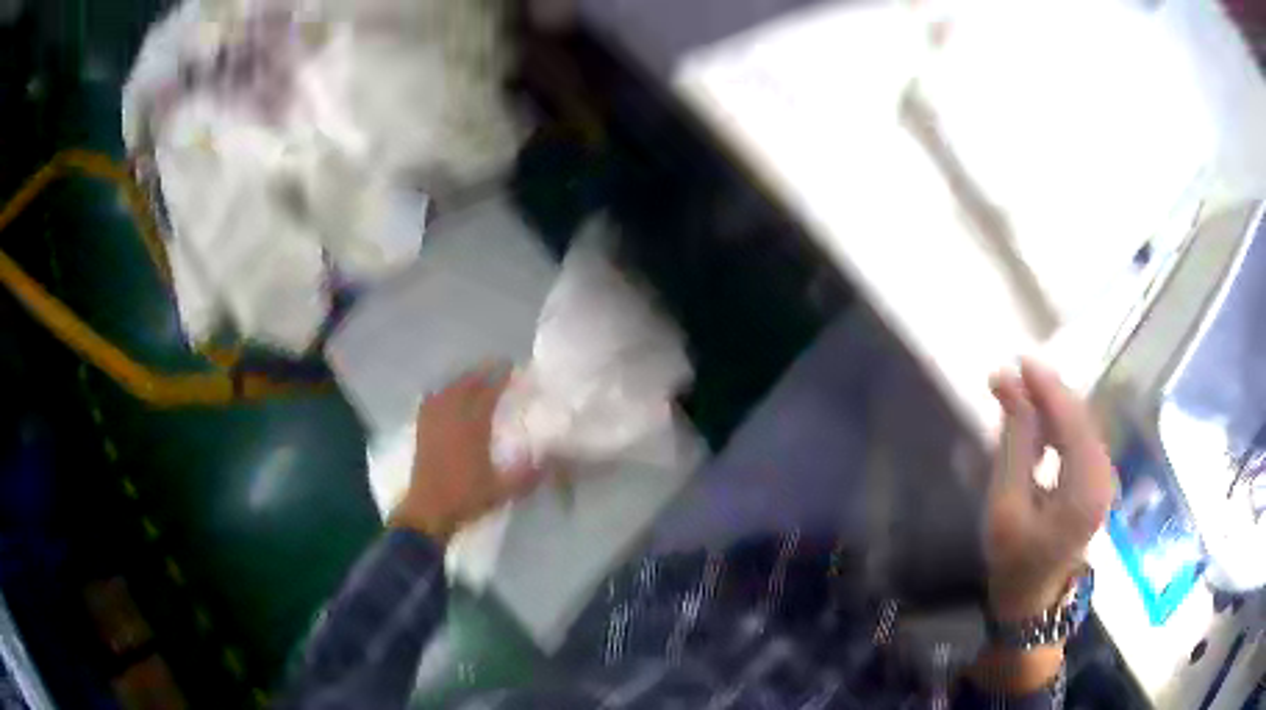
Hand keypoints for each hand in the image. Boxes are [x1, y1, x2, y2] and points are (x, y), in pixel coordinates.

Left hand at [389, 366, 545, 543]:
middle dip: (482, 373)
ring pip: (447, 390)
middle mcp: (451, 418)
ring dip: (461, 380)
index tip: (512, 368)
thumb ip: (527, 475)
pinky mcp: (422, 431)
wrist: (428, 510)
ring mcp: (434, 422)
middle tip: (497, 366)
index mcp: (472, 428)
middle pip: (466, 385)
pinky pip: (429, 402)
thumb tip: (550, 460)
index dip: (500, 378)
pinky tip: (441, 393)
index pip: (487, 393)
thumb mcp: (502, 491)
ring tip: (474, 377)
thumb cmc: (465, 498)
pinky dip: (439, 393)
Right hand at [984, 359, 1112, 621]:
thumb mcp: (1005, 503)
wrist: (1032, 597)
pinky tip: (1037, 429)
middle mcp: (1105, 476)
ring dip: (1051, 407)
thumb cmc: (1014, 558)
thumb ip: (1013, 442)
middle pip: (1080, 417)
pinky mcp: (1099, 479)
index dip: (1046, 386)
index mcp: (1086, 488)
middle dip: (1046, 393)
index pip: (1071, 420)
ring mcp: (1105, 477)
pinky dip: (1058, 425)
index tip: (1017, 360)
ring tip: (1017, 401)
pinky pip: (1080, 437)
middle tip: (1009, 379)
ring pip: (1081, 424)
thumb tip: (1008, 382)